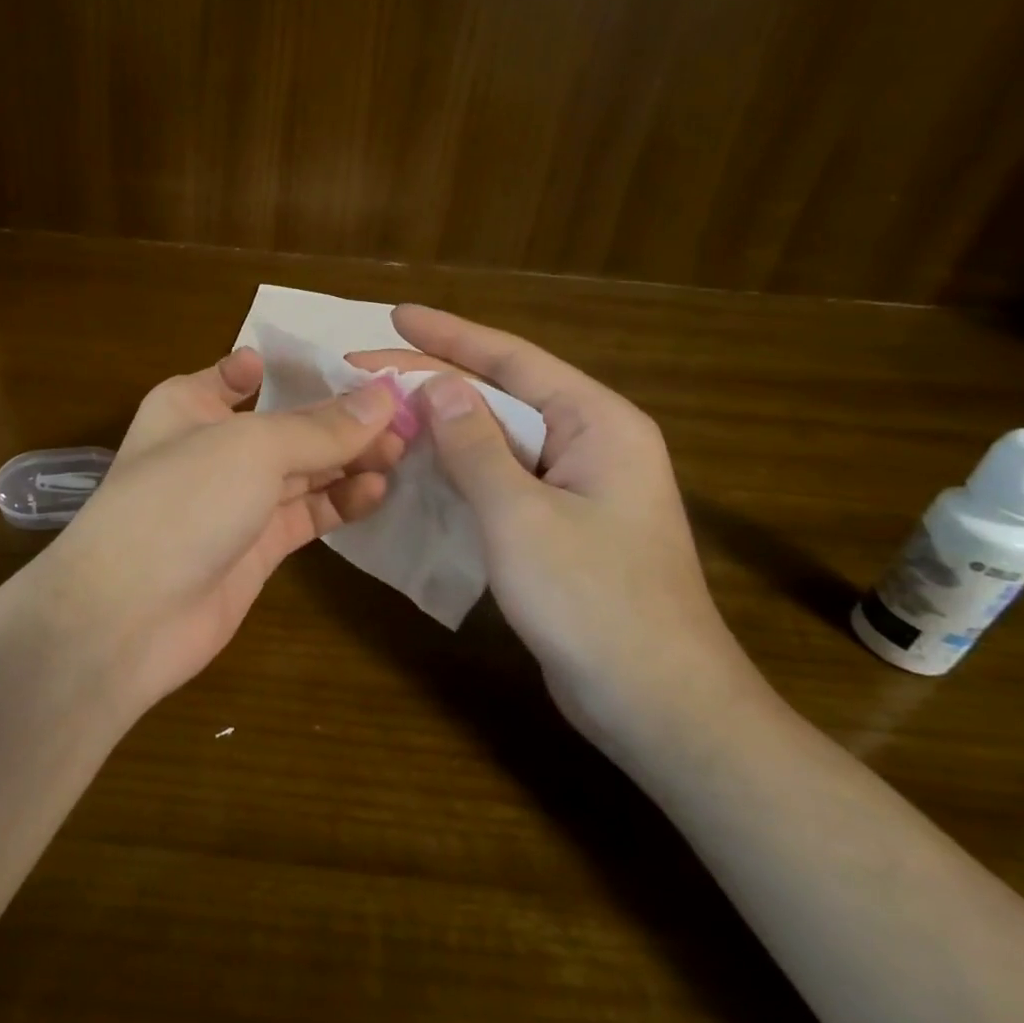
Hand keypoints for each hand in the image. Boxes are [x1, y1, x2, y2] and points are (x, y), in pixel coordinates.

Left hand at [43, 348, 405, 708]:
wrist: (129, 616)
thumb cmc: (182, 501)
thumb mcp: (252, 448)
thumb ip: (321, 428)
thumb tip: (385, 397)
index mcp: (192, 404)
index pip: (246, 373)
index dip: (299, 368)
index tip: (358, 369)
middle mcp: (214, 445)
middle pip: (288, 423)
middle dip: (342, 419)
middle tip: (407, 417)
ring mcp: (236, 499)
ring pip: (304, 469)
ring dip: (350, 459)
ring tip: (404, 450)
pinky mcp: (257, 547)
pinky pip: (307, 513)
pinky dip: (341, 501)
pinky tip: (379, 490)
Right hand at [351, 306, 761, 756]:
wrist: (657, 706)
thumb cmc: (592, 600)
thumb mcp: (520, 515)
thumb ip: (475, 444)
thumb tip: (436, 384)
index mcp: (597, 423)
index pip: (512, 361)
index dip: (449, 335)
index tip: (395, 315)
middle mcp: (591, 443)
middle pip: (501, 395)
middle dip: (434, 379)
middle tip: (366, 366)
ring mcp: (577, 486)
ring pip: (497, 438)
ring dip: (441, 423)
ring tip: (381, 407)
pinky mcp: (560, 524)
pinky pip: (500, 477)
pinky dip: (458, 466)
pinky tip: (417, 463)